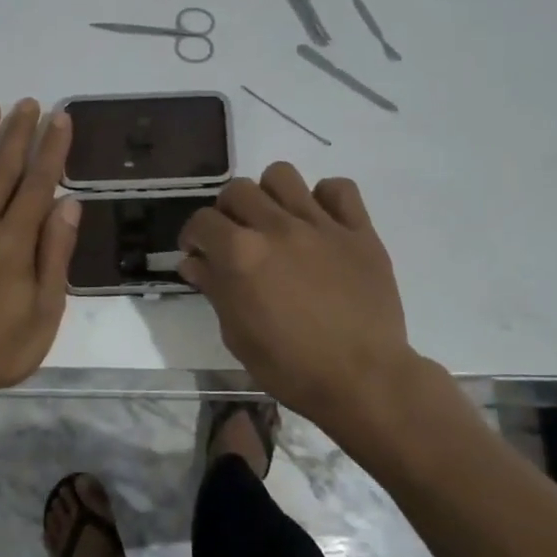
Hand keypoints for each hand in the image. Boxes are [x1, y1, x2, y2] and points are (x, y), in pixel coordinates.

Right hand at [178, 164, 419, 434]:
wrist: (363, 381)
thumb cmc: (291, 367)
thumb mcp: (237, 335)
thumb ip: (214, 289)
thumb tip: (193, 262)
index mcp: (241, 254)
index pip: (202, 221)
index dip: (193, 236)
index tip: (198, 253)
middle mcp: (277, 227)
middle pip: (237, 190)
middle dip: (227, 211)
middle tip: (235, 238)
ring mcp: (320, 225)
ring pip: (282, 175)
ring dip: (270, 194)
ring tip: (275, 221)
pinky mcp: (359, 231)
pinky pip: (339, 189)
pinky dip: (325, 198)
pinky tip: (320, 222)